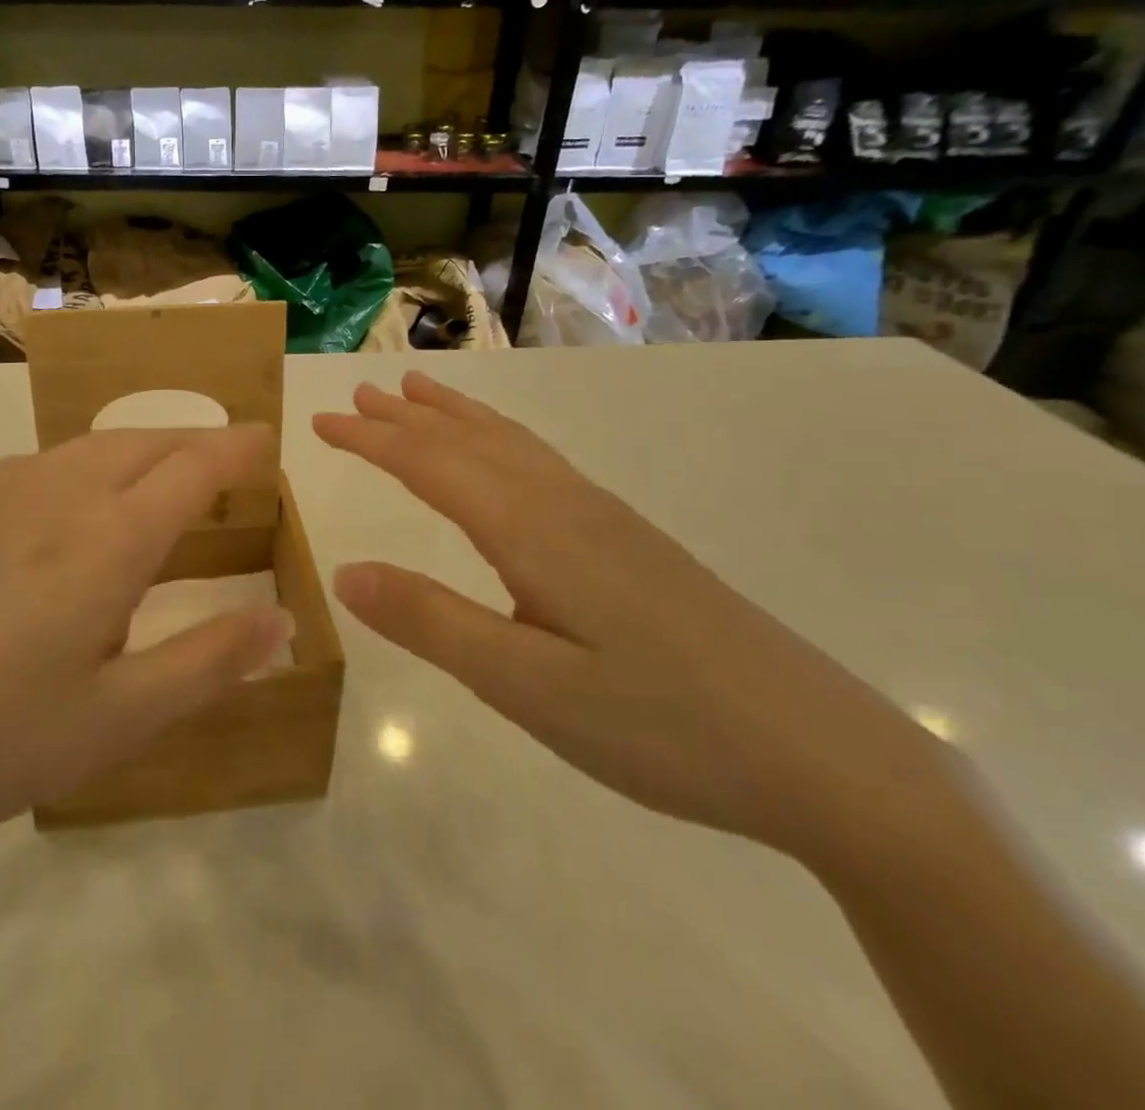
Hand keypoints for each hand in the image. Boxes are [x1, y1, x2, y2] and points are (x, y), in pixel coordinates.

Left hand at [0, 426, 291, 897]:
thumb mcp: (118, 719)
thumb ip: (210, 662)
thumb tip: (283, 622)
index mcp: (109, 537)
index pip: (195, 466)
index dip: (238, 448)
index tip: (267, 439)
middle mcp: (60, 491)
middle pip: (147, 441)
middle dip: (197, 443)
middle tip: (228, 466)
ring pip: (95, 444)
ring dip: (144, 449)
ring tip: (163, 482)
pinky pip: (47, 462)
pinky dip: (92, 465)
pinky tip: (78, 509)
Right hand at [315, 373, 953, 870]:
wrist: (822, 753)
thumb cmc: (662, 726)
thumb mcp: (527, 688)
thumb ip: (432, 623)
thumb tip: (344, 572)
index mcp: (532, 531)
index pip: (431, 464)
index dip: (372, 440)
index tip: (322, 423)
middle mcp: (565, 505)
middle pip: (469, 441)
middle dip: (407, 417)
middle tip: (358, 395)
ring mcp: (605, 518)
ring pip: (511, 445)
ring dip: (456, 416)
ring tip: (419, 392)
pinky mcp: (630, 540)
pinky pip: (542, 464)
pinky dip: (501, 440)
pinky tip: (503, 456)